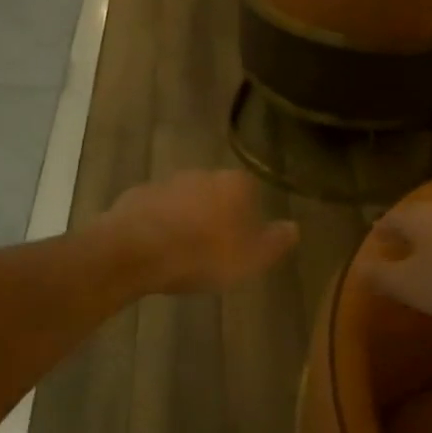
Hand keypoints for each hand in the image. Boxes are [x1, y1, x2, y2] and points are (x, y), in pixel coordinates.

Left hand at [100, 170, 298, 293]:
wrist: (136, 251)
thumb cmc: (203, 254)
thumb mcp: (251, 258)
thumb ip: (275, 241)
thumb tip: (294, 227)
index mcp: (234, 184)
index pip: (250, 192)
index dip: (248, 216)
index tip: (242, 240)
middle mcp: (202, 174)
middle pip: (216, 193)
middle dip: (216, 214)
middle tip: (213, 247)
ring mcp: (166, 182)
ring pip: (185, 200)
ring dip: (186, 219)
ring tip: (183, 252)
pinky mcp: (136, 196)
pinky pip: (156, 210)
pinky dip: (158, 224)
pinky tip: (156, 249)